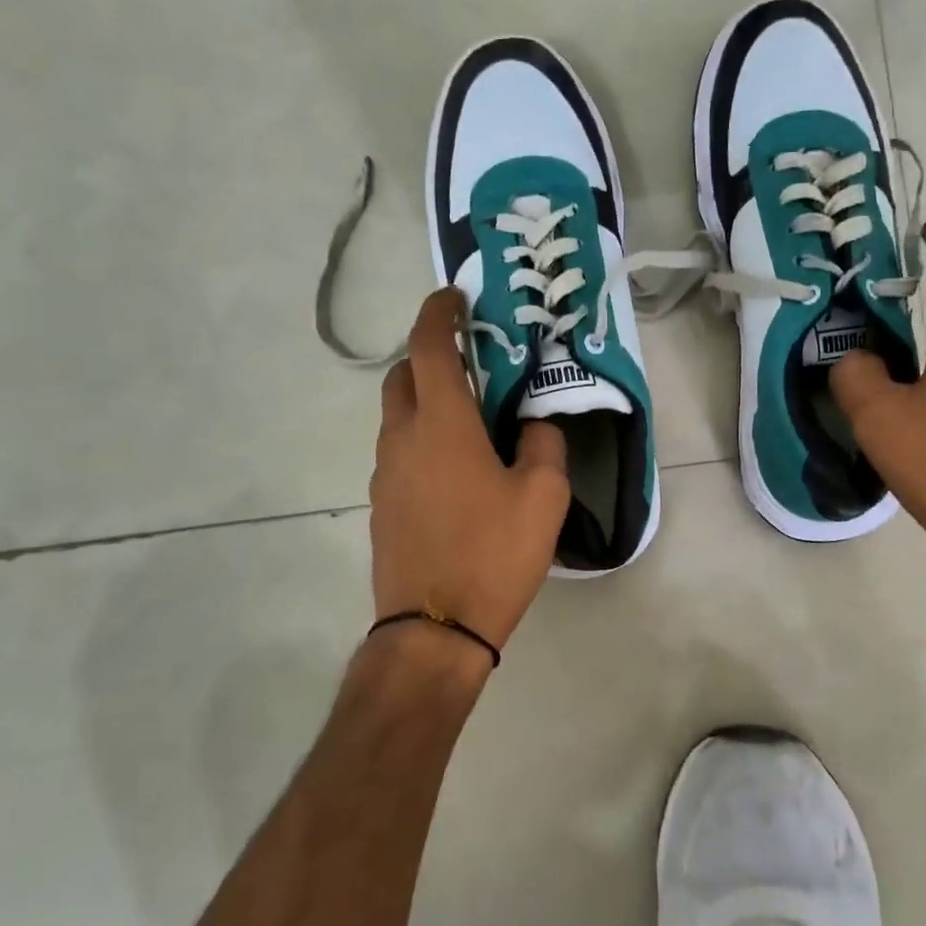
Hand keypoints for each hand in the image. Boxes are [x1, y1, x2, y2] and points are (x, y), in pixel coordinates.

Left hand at [370, 288, 570, 660]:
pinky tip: (454, 471)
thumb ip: (543, 444)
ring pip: (396, 417)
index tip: (453, 297)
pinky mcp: (381, 506)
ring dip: (424, 402)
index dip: (439, 314)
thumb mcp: (543, 496)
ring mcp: (384, 474)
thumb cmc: (493, 553)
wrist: (434, 628)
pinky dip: (420, 441)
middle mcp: (402, 438)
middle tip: (469, 363)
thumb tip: (534, 424)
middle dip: (428, 357)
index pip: (428, 347)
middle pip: (401, 376)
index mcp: (442, 424)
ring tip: (468, 421)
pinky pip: (398, 454)